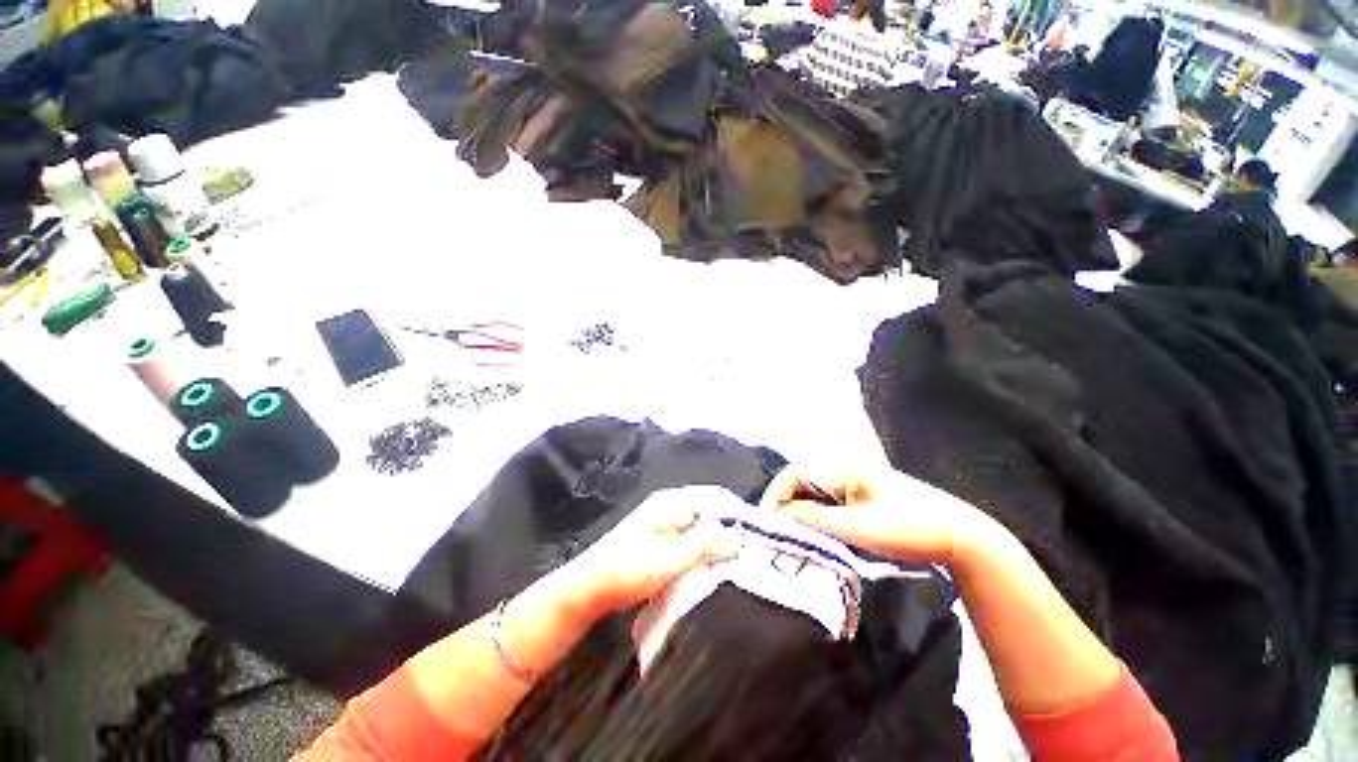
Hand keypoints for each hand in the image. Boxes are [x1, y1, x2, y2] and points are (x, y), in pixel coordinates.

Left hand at [560, 488, 743, 616]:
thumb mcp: (670, 557)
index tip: (759, 536)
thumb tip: (740, 537)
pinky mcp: (660, 545)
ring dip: (716, 546)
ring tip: (737, 564)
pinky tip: (712, 570)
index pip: (715, 499)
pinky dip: (703, 555)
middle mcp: (670, 509)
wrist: (589, 589)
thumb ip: (706, 545)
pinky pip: (690, 544)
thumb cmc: (628, 568)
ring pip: (700, 531)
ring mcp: (664, 526)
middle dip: (729, 532)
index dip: (737, 515)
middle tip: (751, 555)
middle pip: (709, 515)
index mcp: (672, 502)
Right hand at [760, 466, 997, 565]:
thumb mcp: (856, 528)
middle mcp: (843, 469)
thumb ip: (812, 519)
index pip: (793, 475)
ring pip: (815, 496)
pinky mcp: (864, 498)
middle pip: (802, 485)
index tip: (767, 525)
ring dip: (803, 516)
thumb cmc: (908, 529)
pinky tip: (820, 538)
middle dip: (787, 508)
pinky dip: (820, 520)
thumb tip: (778, 517)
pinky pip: (831, 504)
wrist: (962, 537)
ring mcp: (855, 483)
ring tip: (796, 540)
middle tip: (779, 537)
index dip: (775, 497)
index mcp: (841, 467)